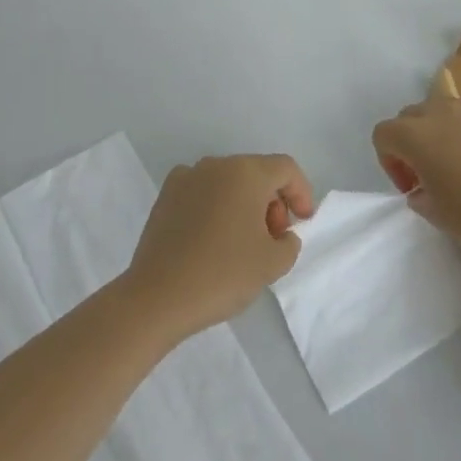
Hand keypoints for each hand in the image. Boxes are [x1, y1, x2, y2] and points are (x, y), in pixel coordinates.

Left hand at [122, 154, 315, 341]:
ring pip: (228, 182)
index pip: (285, 168)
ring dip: (244, 204)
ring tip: (243, 243)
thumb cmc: (222, 274)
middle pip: (256, 173)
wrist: (158, 295)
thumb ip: (289, 243)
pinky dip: (216, 207)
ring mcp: (186, 176)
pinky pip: (203, 192)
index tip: (303, 223)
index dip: (301, 192)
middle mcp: (216, 164)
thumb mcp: (272, 263)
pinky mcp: (166, 195)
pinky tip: (212, 240)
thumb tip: (281, 234)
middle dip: (272, 202)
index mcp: (245, 172)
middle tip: (273, 239)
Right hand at [372, 96, 460, 252]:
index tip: (411, 187)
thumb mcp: (438, 216)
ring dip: (438, 133)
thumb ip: (419, 197)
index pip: (383, 134)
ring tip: (459, 164)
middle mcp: (438, 111)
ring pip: (440, 111)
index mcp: (415, 135)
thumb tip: (422, 189)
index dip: (389, 162)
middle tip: (429, 176)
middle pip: (408, 117)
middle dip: (410, 143)